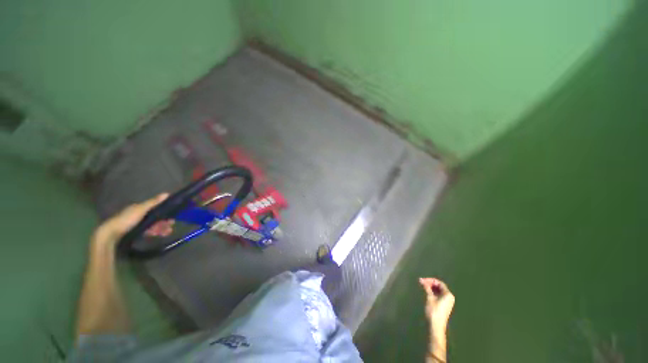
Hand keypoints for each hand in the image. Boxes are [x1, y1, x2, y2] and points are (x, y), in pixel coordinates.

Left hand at [93, 193, 171, 248]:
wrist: (110, 234)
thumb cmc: (126, 219)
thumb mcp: (141, 209)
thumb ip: (153, 202)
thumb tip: (167, 194)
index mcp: (139, 207)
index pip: (156, 207)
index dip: (165, 211)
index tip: (173, 215)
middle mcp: (139, 214)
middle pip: (155, 217)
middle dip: (164, 221)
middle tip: (171, 226)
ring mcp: (137, 223)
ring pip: (153, 224)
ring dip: (161, 228)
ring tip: (168, 232)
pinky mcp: (135, 231)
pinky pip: (148, 231)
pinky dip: (155, 232)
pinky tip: (160, 235)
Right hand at [419, 277, 454, 333]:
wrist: (436, 325)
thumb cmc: (434, 311)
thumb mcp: (430, 297)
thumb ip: (427, 287)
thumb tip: (421, 280)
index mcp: (448, 294)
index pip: (439, 283)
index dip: (430, 280)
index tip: (422, 280)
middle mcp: (449, 297)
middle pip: (439, 286)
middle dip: (430, 283)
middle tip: (422, 282)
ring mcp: (448, 301)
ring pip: (439, 291)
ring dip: (431, 287)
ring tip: (423, 286)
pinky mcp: (445, 305)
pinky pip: (439, 295)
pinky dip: (433, 292)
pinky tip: (427, 292)